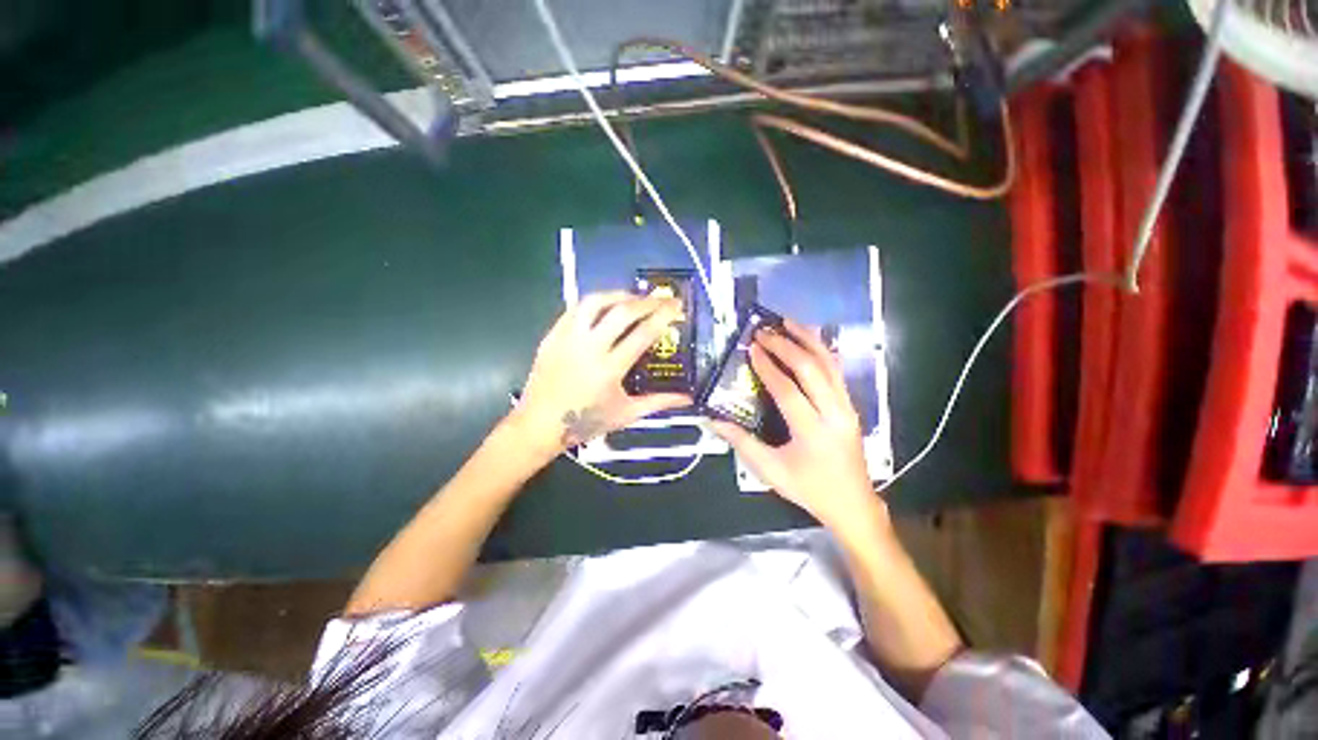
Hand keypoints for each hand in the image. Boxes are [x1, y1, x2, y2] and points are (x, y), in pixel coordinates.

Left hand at [509, 291, 690, 457]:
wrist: (540, 424)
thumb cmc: (586, 422)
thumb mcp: (626, 414)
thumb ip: (658, 403)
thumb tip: (687, 398)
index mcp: (610, 369)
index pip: (643, 333)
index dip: (663, 316)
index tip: (675, 305)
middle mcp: (589, 348)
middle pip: (622, 312)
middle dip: (646, 301)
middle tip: (660, 298)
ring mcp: (567, 338)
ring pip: (595, 302)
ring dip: (618, 295)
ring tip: (633, 298)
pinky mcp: (552, 335)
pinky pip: (575, 309)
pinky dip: (594, 303)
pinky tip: (604, 306)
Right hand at [710, 320, 882, 531]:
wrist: (853, 504)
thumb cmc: (809, 489)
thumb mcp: (770, 470)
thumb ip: (741, 442)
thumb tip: (714, 420)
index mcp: (812, 431)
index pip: (788, 390)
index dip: (768, 367)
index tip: (752, 347)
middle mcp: (834, 413)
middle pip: (812, 369)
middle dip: (787, 345)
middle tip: (765, 331)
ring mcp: (847, 407)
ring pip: (830, 364)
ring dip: (809, 340)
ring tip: (789, 322)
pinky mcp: (851, 406)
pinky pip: (837, 372)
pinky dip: (823, 351)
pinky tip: (810, 340)